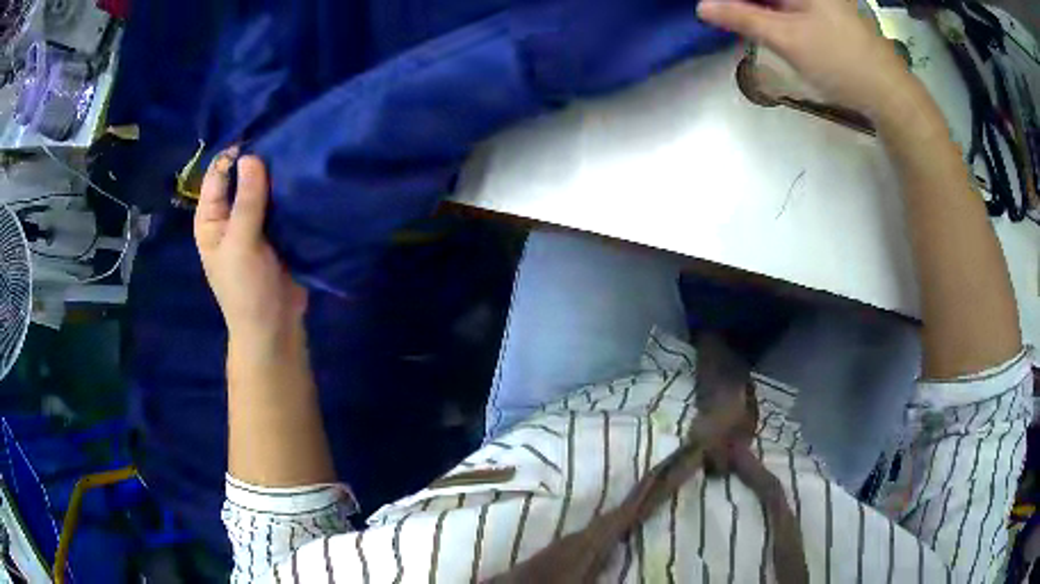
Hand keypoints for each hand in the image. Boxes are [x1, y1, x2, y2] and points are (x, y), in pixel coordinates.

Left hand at [194, 147, 307, 345]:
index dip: (237, 154)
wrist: (275, 327)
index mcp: (211, 217)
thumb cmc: (246, 289)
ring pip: (266, 186)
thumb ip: (246, 201)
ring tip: (302, 149)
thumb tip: (252, 156)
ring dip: (279, 173)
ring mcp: (256, 221)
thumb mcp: (241, 244)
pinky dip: (292, 189)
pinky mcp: (279, 229)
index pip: (219, 174)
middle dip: (262, 160)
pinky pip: (283, 201)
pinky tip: (307, 172)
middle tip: (289, 136)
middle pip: (243, 176)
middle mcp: (230, 214)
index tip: (264, 136)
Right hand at [697, 0, 917, 119]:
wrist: (890, 94)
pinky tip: (765, 26)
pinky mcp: (830, 15)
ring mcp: (823, 1)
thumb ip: (743, 18)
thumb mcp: (786, 38)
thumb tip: (703, 5)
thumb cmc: (839, 61)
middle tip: (720, 15)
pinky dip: (774, 13)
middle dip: (742, 3)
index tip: (713, 10)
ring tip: (736, 20)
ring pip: (779, 0)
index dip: (733, 0)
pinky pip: (792, 7)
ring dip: (756, 8)